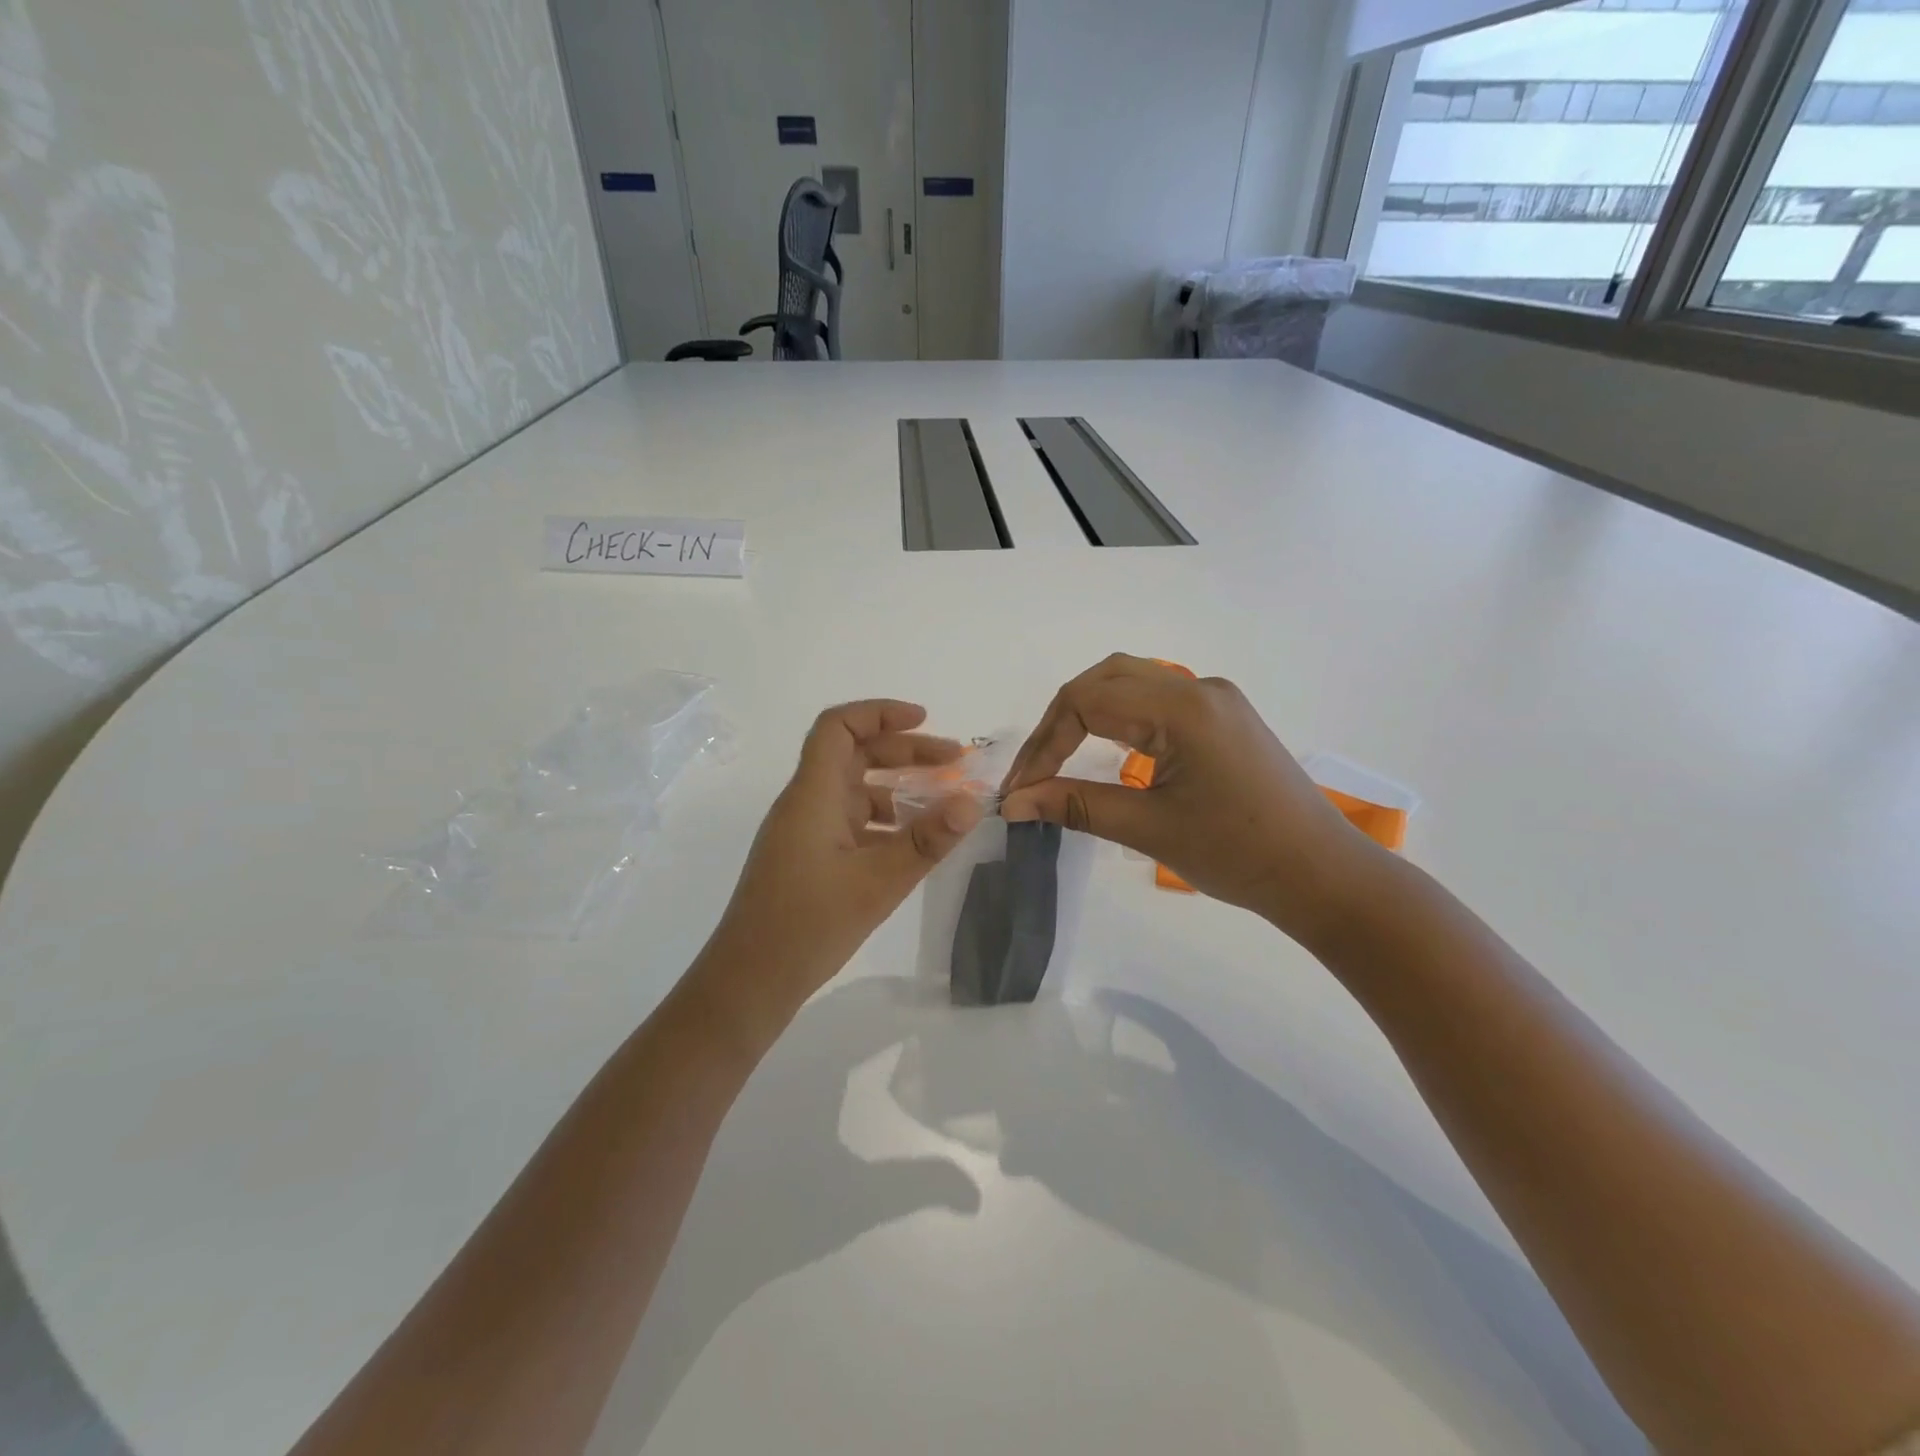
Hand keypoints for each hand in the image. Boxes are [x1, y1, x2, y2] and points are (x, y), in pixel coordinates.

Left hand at [695, 701, 981, 1036]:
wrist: (748, 982)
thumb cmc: (807, 926)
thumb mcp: (877, 883)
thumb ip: (926, 841)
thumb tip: (973, 802)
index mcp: (812, 795)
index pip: (838, 727)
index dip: (880, 713)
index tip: (925, 720)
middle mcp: (805, 803)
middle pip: (854, 754)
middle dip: (905, 750)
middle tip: (955, 762)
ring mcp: (803, 831)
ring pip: (853, 789)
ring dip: (897, 786)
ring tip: (943, 801)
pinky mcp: (806, 857)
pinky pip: (849, 821)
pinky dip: (883, 819)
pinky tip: (911, 841)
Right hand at [1000, 655, 1382, 943]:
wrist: (1321, 874)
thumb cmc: (1237, 854)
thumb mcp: (1148, 829)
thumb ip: (1075, 805)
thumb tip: (1014, 802)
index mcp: (1182, 709)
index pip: (1087, 701)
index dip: (1044, 744)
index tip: (1021, 790)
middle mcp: (1198, 688)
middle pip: (1106, 678)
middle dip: (1060, 721)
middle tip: (1035, 770)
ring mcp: (1215, 699)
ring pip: (1131, 681)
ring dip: (1088, 712)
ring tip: (1059, 757)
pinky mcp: (1223, 717)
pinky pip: (1156, 698)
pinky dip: (1119, 716)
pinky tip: (1107, 748)